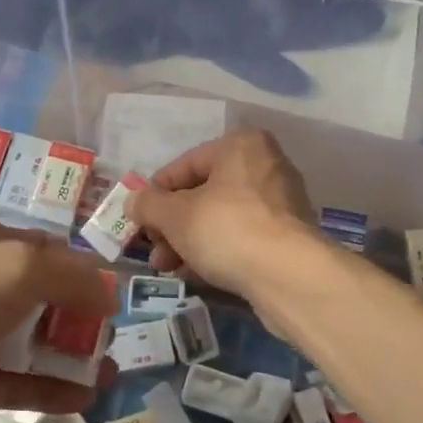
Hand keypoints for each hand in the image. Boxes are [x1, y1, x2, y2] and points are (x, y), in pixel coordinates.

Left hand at [0, 219, 116, 422]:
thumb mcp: (16, 267)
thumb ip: (71, 275)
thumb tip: (108, 296)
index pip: (49, 253)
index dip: (85, 273)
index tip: (118, 299)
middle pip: (45, 299)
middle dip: (83, 317)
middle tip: (115, 341)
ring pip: (34, 343)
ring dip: (74, 355)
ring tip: (113, 373)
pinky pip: (20, 384)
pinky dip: (53, 390)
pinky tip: (88, 399)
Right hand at [132, 129, 315, 299]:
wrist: (290, 276)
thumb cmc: (227, 230)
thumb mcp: (175, 215)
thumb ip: (148, 204)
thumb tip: (133, 201)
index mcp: (240, 146)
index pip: (184, 165)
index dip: (155, 194)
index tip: (138, 220)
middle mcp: (265, 167)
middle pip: (203, 193)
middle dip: (172, 224)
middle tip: (154, 251)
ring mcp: (281, 204)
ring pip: (221, 218)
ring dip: (189, 241)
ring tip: (167, 267)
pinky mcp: (288, 238)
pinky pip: (242, 239)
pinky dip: (216, 252)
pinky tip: (194, 274)